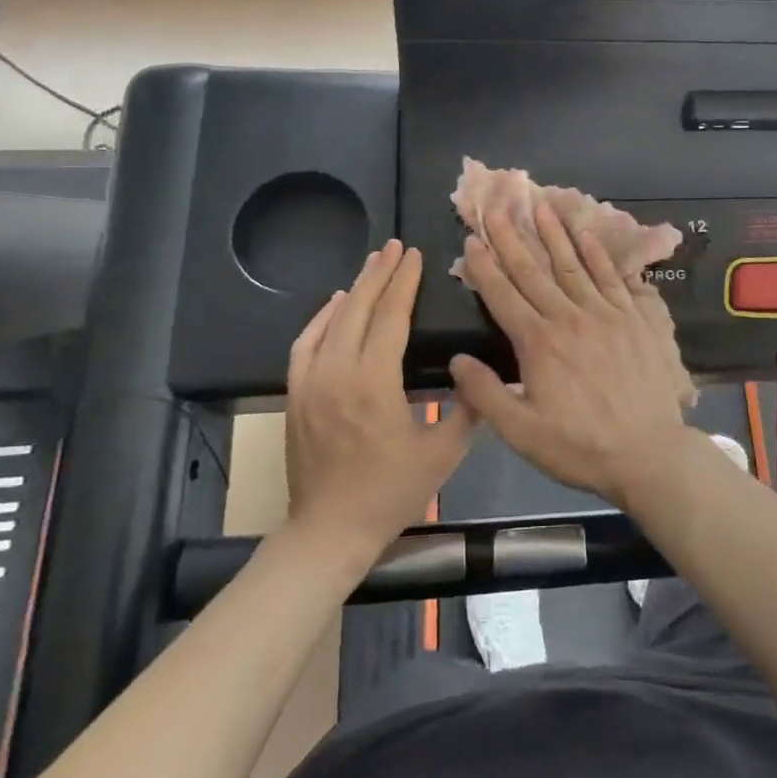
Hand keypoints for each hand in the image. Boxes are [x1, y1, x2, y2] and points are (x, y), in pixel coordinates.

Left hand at [285, 241, 474, 566]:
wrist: (330, 530)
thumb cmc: (391, 492)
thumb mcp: (443, 454)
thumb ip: (467, 408)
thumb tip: (482, 373)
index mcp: (374, 382)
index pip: (390, 318)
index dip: (404, 283)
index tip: (415, 256)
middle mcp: (337, 373)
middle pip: (357, 309)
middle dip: (379, 274)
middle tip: (396, 247)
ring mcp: (310, 383)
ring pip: (330, 321)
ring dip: (352, 289)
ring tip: (372, 265)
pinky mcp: (295, 395)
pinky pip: (305, 344)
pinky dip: (320, 318)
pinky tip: (333, 304)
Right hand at [449, 201, 707, 509]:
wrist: (648, 452)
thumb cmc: (580, 446)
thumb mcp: (521, 433)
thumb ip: (485, 394)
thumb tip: (457, 360)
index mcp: (538, 342)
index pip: (503, 295)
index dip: (484, 267)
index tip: (471, 240)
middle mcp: (570, 317)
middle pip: (534, 271)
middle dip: (511, 238)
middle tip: (496, 208)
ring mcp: (606, 313)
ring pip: (574, 265)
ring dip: (554, 235)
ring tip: (540, 207)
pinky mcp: (635, 318)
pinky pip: (613, 278)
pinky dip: (598, 255)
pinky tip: (587, 236)